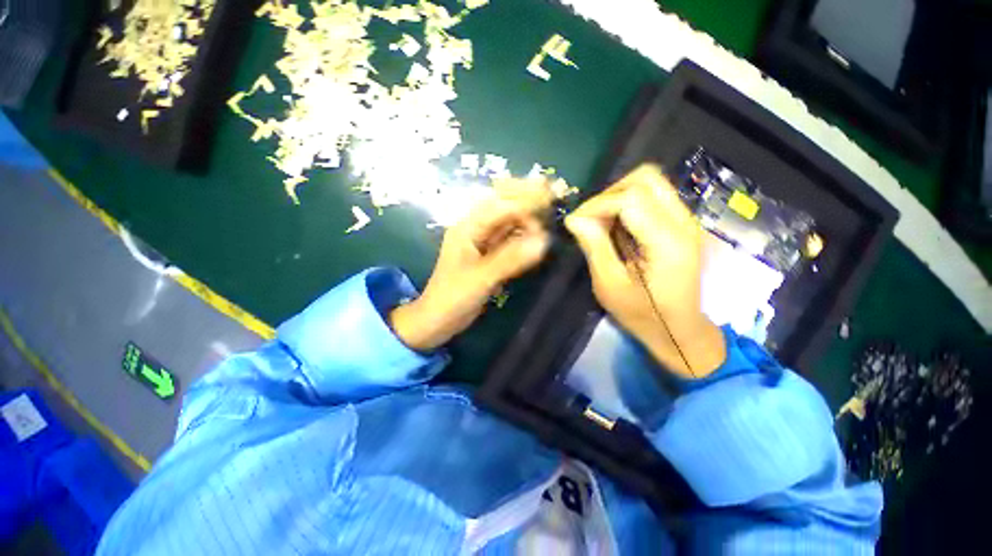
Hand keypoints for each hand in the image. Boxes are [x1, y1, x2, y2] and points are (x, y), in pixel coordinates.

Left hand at [389, 178, 552, 351]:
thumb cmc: (452, 298)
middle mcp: (475, 230)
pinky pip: (509, 240)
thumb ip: (511, 259)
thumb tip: (543, 241)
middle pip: (504, 207)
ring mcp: (482, 243)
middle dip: (527, 199)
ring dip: (528, 218)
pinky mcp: (489, 257)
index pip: (499, 206)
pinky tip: (537, 237)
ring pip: (508, 223)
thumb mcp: (481, 279)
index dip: (525, 201)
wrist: (438, 320)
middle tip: (553, 193)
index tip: (550, 199)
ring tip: (550, 214)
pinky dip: (524, 237)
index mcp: (467, 228)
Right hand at [565, 164, 725, 377]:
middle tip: (591, 219)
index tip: (575, 223)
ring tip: (602, 222)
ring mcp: (686, 220)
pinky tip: (617, 226)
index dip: (597, 205)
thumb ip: (594, 246)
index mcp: (667, 242)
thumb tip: (574, 218)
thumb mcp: (610, 285)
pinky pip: (653, 196)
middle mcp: (683, 222)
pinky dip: (629, 203)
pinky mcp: (681, 224)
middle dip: (610, 193)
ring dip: (619, 196)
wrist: (678, 329)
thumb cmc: (642, 314)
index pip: (630, 198)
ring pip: (650, 182)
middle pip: (646, 178)